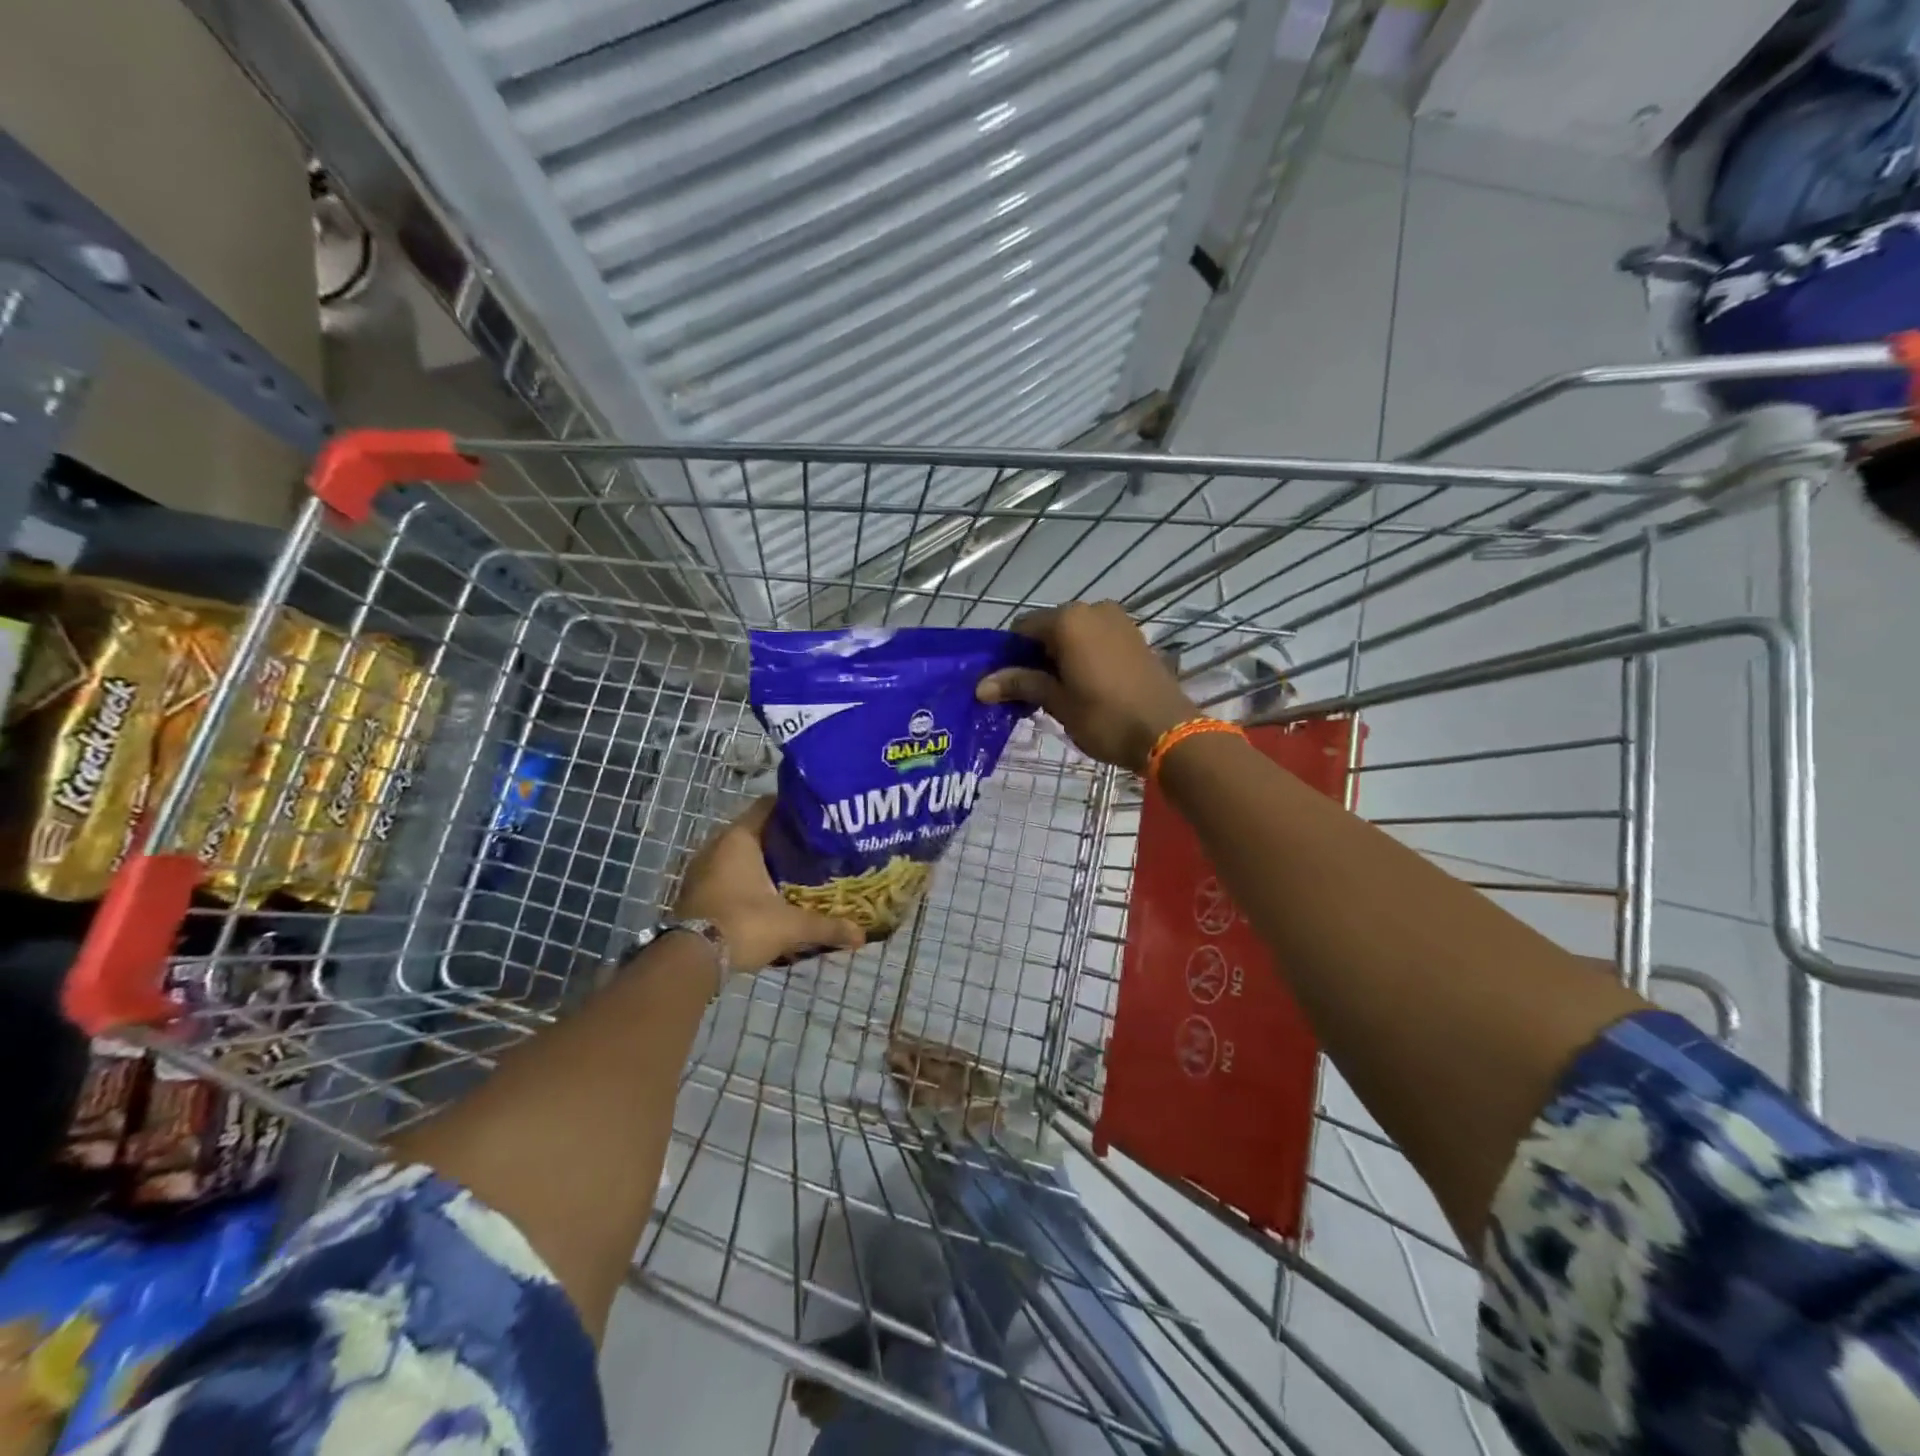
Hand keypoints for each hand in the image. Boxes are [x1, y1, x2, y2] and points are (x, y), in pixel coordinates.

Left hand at [673, 799, 863, 971]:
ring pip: (739, 855)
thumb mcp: (791, 925)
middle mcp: (716, 845)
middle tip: (814, 846)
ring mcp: (701, 869)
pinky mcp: (696, 892)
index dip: (794, 808)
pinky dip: (746, 879)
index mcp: (739, 838)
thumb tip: (862, 935)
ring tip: (795, 870)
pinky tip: (769, 893)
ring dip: (763, 861)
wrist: (690, 960)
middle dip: (783, 838)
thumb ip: (827, 926)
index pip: (769, 806)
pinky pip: (727, 875)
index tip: (819, 816)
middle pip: (755, 830)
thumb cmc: (743, 925)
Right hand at [976, 601, 1196, 772]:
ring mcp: (1118, 621)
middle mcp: (1092, 609)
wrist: (1168, 732)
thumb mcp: (1058, 702)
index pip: (1022, 629)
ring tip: (1057, 694)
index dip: (1009, 656)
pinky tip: (1083, 686)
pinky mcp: (1135, 637)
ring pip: (1074, 635)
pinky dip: (1083, 657)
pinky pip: (1096, 640)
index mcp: (1068, 620)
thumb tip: (981, 685)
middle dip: (1035, 657)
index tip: (1006, 685)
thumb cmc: (1106, 718)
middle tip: (1030, 694)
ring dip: (1060, 658)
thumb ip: (1021, 684)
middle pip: (1049, 629)